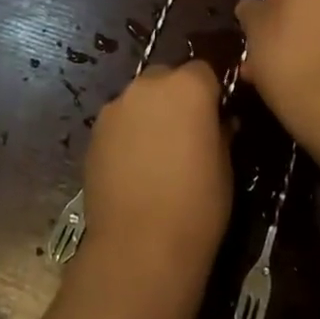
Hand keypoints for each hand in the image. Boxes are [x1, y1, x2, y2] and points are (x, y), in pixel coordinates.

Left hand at [77, 59, 231, 313]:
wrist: (139, 248)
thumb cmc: (197, 207)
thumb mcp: (225, 167)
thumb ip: (220, 132)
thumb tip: (220, 122)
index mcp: (188, 86)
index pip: (203, 70)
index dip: (210, 92)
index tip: (215, 116)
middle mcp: (149, 85)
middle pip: (167, 77)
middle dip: (176, 97)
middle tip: (185, 133)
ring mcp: (117, 106)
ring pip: (140, 98)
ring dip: (150, 114)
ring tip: (156, 153)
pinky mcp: (94, 131)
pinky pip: (119, 121)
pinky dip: (128, 133)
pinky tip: (133, 167)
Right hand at [236, 0, 319, 144]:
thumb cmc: (288, 57)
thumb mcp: (255, 29)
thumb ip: (251, 11)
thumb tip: (251, 8)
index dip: (271, 1)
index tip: (259, 28)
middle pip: (311, 5)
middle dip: (288, 27)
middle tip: (266, 55)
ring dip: (306, 46)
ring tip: (280, 78)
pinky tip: (306, 87)